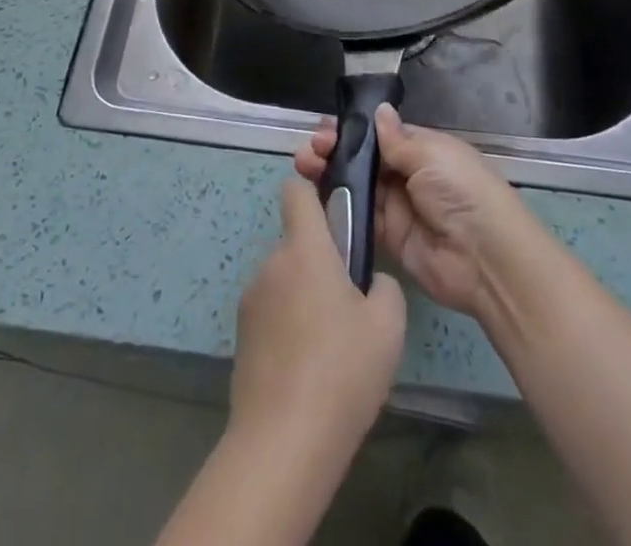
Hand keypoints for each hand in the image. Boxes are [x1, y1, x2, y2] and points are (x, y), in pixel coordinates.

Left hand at [228, 176, 406, 457]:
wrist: (283, 442)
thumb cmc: (342, 370)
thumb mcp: (388, 325)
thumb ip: (384, 286)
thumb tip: (370, 283)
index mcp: (305, 248)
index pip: (296, 190)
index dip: (314, 192)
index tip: (337, 217)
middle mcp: (272, 263)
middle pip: (297, 244)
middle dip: (321, 264)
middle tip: (350, 307)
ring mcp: (251, 300)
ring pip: (285, 282)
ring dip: (304, 298)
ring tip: (331, 349)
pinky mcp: (241, 337)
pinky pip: (272, 315)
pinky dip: (288, 328)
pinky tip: (309, 371)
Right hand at [295, 105, 532, 315]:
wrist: (485, 258)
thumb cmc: (461, 192)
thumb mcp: (430, 155)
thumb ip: (397, 139)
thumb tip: (378, 110)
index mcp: (422, 149)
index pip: (379, 134)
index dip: (352, 130)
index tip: (325, 127)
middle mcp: (407, 175)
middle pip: (364, 159)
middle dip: (335, 150)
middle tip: (310, 149)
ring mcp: (397, 207)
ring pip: (356, 186)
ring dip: (329, 174)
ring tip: (304, 165)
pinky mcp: (388, 238)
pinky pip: (358, 217)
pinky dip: (337, 206)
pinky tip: (313, 196)